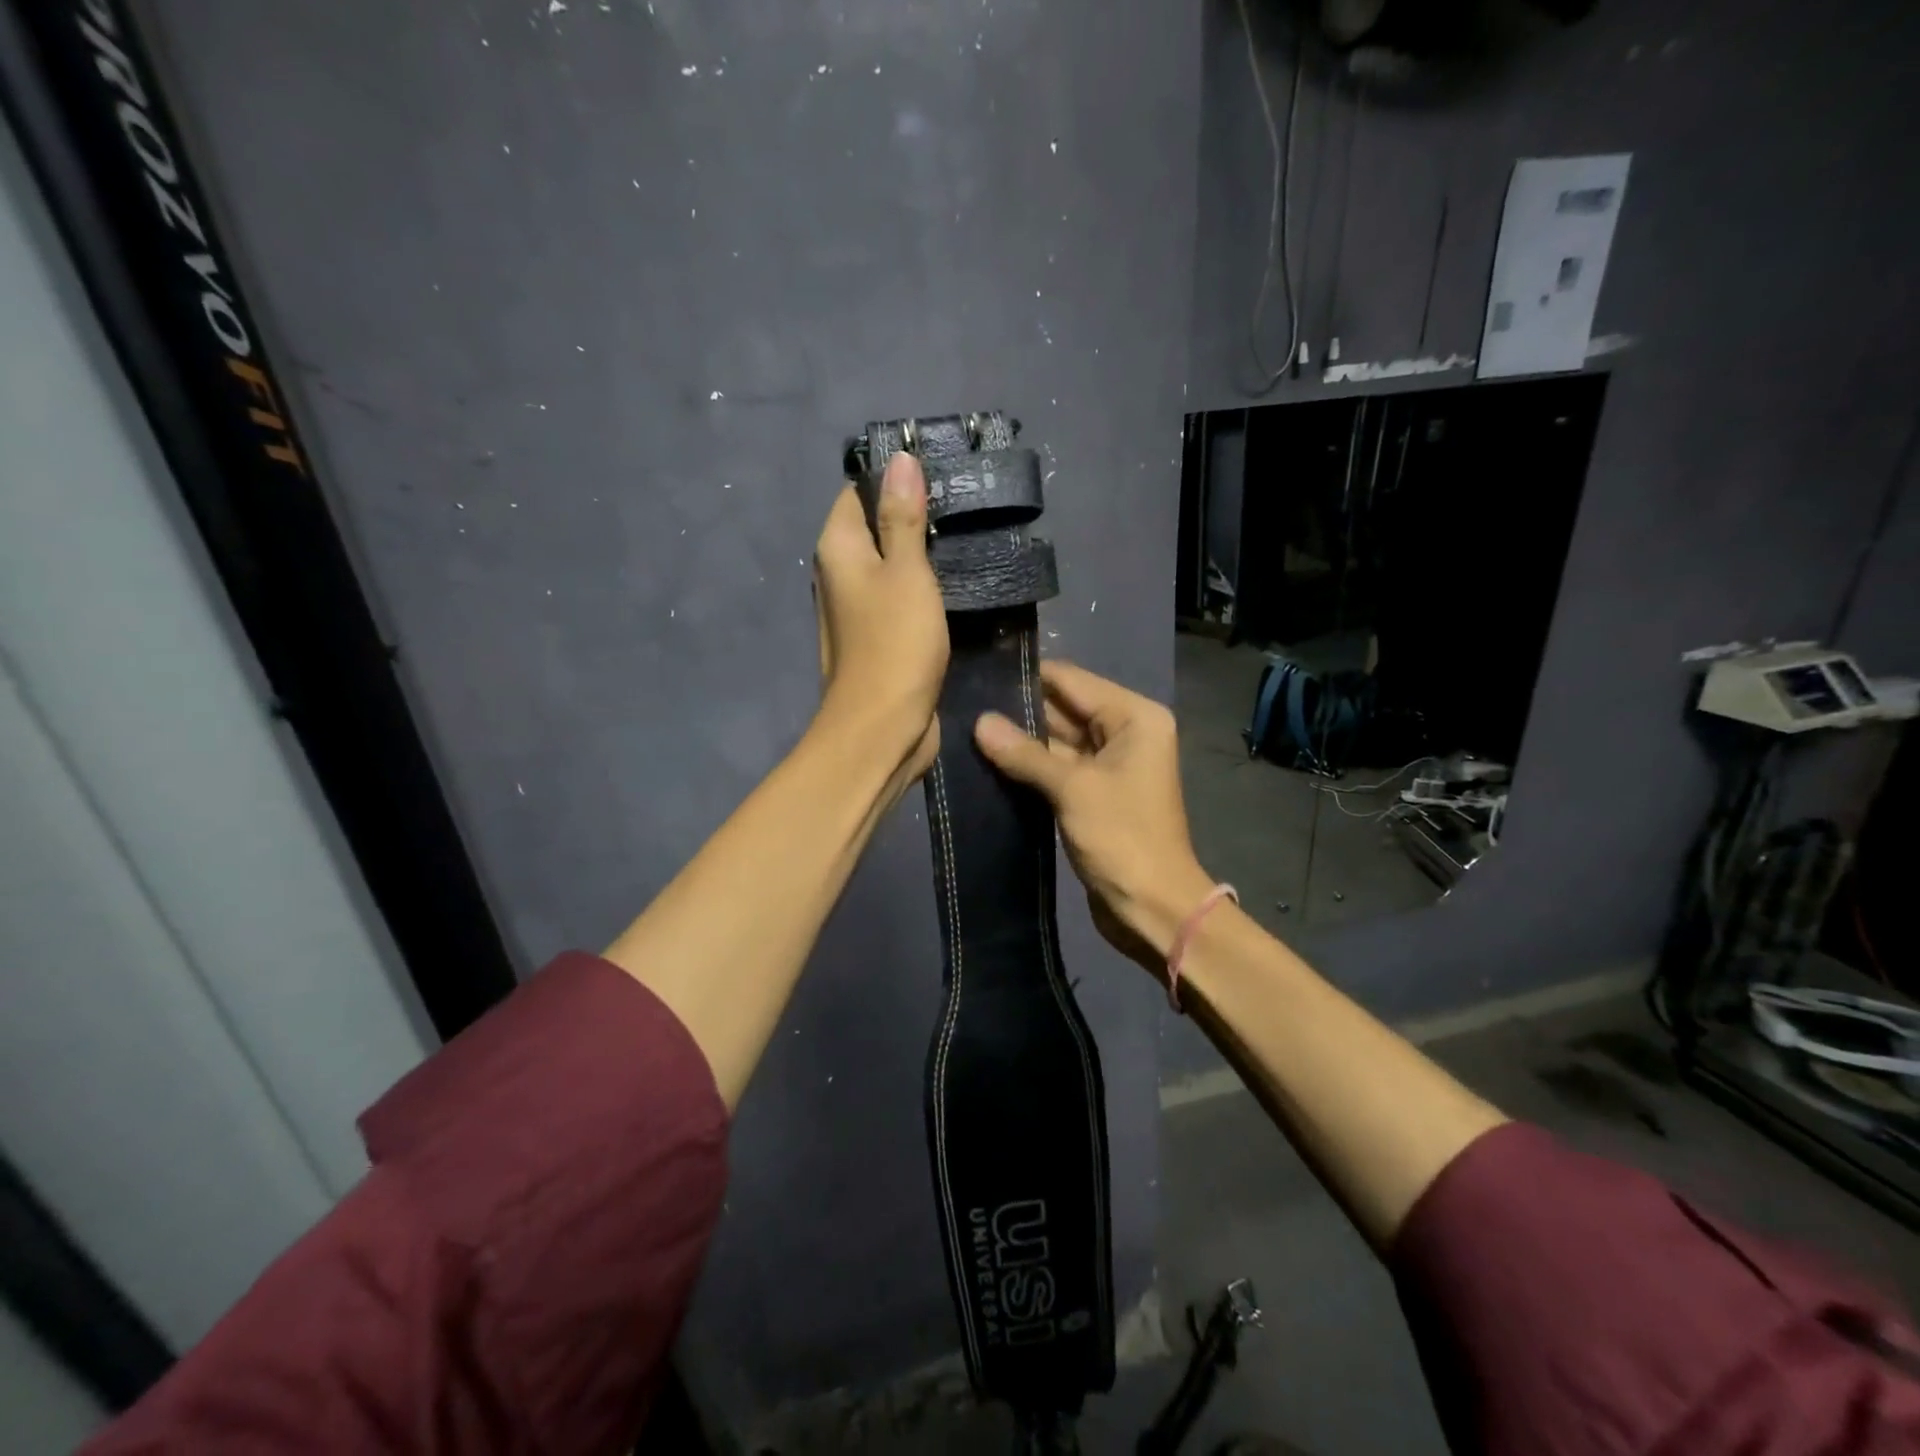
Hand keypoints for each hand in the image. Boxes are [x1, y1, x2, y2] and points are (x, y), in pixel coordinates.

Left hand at [813, 454, 947, 794]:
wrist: (883, 727)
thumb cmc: (894, 644)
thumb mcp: (906, 572)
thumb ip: (903, 517)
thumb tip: (899, 459)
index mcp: (838, 548)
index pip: (858, 491)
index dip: (894, 478)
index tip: (941, 470)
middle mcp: (840, 573)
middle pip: (876, 526)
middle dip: (914, 514)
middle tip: (965, 502)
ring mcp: (858, 608)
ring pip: (892, 564)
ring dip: (923, 553)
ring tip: (969, 533)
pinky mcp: (880, 636)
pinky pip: (901, 597)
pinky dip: (924, 587)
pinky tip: (957, 579)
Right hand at [974, 661, 1215, 974]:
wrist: (1153, 908)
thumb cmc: (1123, 838)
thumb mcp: (1073, 789)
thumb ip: (1025, 753)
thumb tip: (979, 722)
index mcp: (1134, 717)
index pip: (1072, 681)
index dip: (1028, 677)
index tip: (980, 674)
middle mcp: (1125, 732)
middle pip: (1064, 709)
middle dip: (1019, 711)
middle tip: (965, 704)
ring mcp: (1110, 765)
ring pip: (1058, 740)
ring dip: (1020, 741)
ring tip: (968, 729)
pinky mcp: (1094, 793)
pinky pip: (1058, 768)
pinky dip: (1030, 767)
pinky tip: (989, 760)